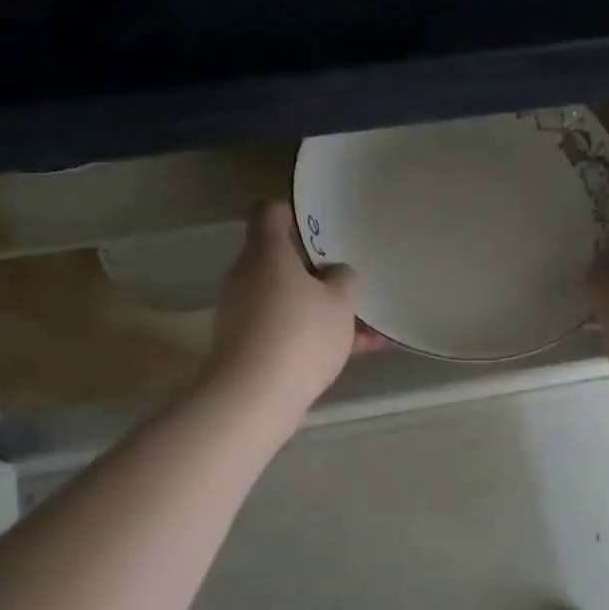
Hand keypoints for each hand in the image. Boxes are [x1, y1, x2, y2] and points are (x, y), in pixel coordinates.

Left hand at [205, 201, 382, 417]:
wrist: (254, 397)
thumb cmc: (301, 334)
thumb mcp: (340, 302)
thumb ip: (344, 279)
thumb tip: (335, 274)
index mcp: (266, 252)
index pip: (270, 212)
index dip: (294, 212)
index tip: (321, 226)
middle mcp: (246, 276)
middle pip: (280, 260)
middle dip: (316, 272)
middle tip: (349, 281)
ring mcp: (241, 312)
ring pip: (287, 299)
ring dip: (321, 309)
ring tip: (367, 329)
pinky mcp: (244, 345)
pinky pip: (284, 329)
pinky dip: (312, 336)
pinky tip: (355, 353)